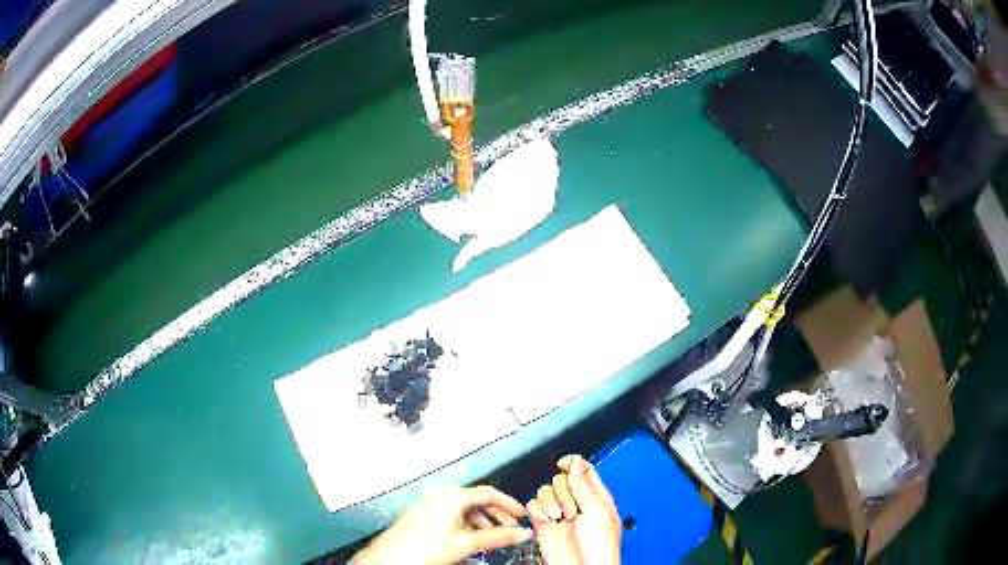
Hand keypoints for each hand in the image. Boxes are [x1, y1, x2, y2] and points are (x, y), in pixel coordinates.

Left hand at [353, 485, 531, 564]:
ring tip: (493, 534)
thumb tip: (520, 533)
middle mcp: (440, 495)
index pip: (488, 492)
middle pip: (476, 499)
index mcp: (451, 496)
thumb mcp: (466, 543)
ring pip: (464, 507)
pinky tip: (471, 536)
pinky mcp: (424, 513)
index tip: (521, 514)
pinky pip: (452, 512)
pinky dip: (467, 522)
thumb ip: (497, 537)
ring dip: (482, 519)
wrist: (391, 559)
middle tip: (511, 526)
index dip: (508, 503)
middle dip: (496, 513)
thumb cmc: (421, 549)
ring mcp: (430, 503)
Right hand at [527, 455, 620, 564]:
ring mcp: (559, 513)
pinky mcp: (542, 523)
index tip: (562, 463)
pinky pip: (532, 505)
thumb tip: (575, 462)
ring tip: (560, 517)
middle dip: (564, 491)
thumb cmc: (599, 546)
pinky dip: (537, 509)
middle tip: (572, 510)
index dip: (572, 464)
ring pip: (545, 490)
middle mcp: (577, 503)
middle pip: (561, 479)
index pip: (583, 471)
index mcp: (596, 497)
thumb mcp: (597, 510)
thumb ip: (583, 484)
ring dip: (551, 501)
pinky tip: (546, 518)